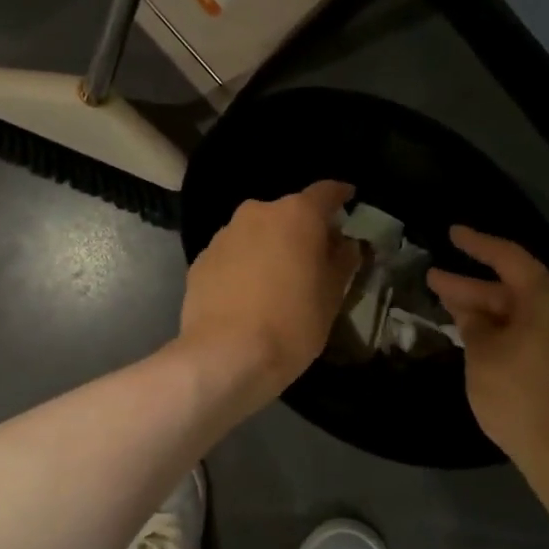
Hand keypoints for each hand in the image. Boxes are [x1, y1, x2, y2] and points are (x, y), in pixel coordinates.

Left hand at [179, 180, 360, 402]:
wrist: (224, 356)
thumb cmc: (291, 324)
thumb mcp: (332, 297)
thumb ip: (342, 262)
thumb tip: (345, 244)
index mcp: (296, 215)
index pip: (325, 192)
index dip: (340, 195)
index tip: (348, 199)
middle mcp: (257, 213)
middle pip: (288, 213)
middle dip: (302, 230)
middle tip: (314, 258)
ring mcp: (224, 235)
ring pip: (256, 233)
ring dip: (269, 248)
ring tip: (277, 281)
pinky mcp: (200, 260)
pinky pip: (232, 255)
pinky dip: (244, 266)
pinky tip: (247, 296)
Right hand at [428, 226, 548, 467]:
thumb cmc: (521, 395)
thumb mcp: (483, 355)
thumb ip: (474, 325)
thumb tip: (471, 313)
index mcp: (547, 297)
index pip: (507, 257)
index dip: (476, 243)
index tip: (451, 232)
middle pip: (513, 288)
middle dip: (471, 286)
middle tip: (433, 279)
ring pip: (521, 314)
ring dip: (486, 312)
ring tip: (450, 308)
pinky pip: (532, 334)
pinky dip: (503, 331)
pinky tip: (479, 340)